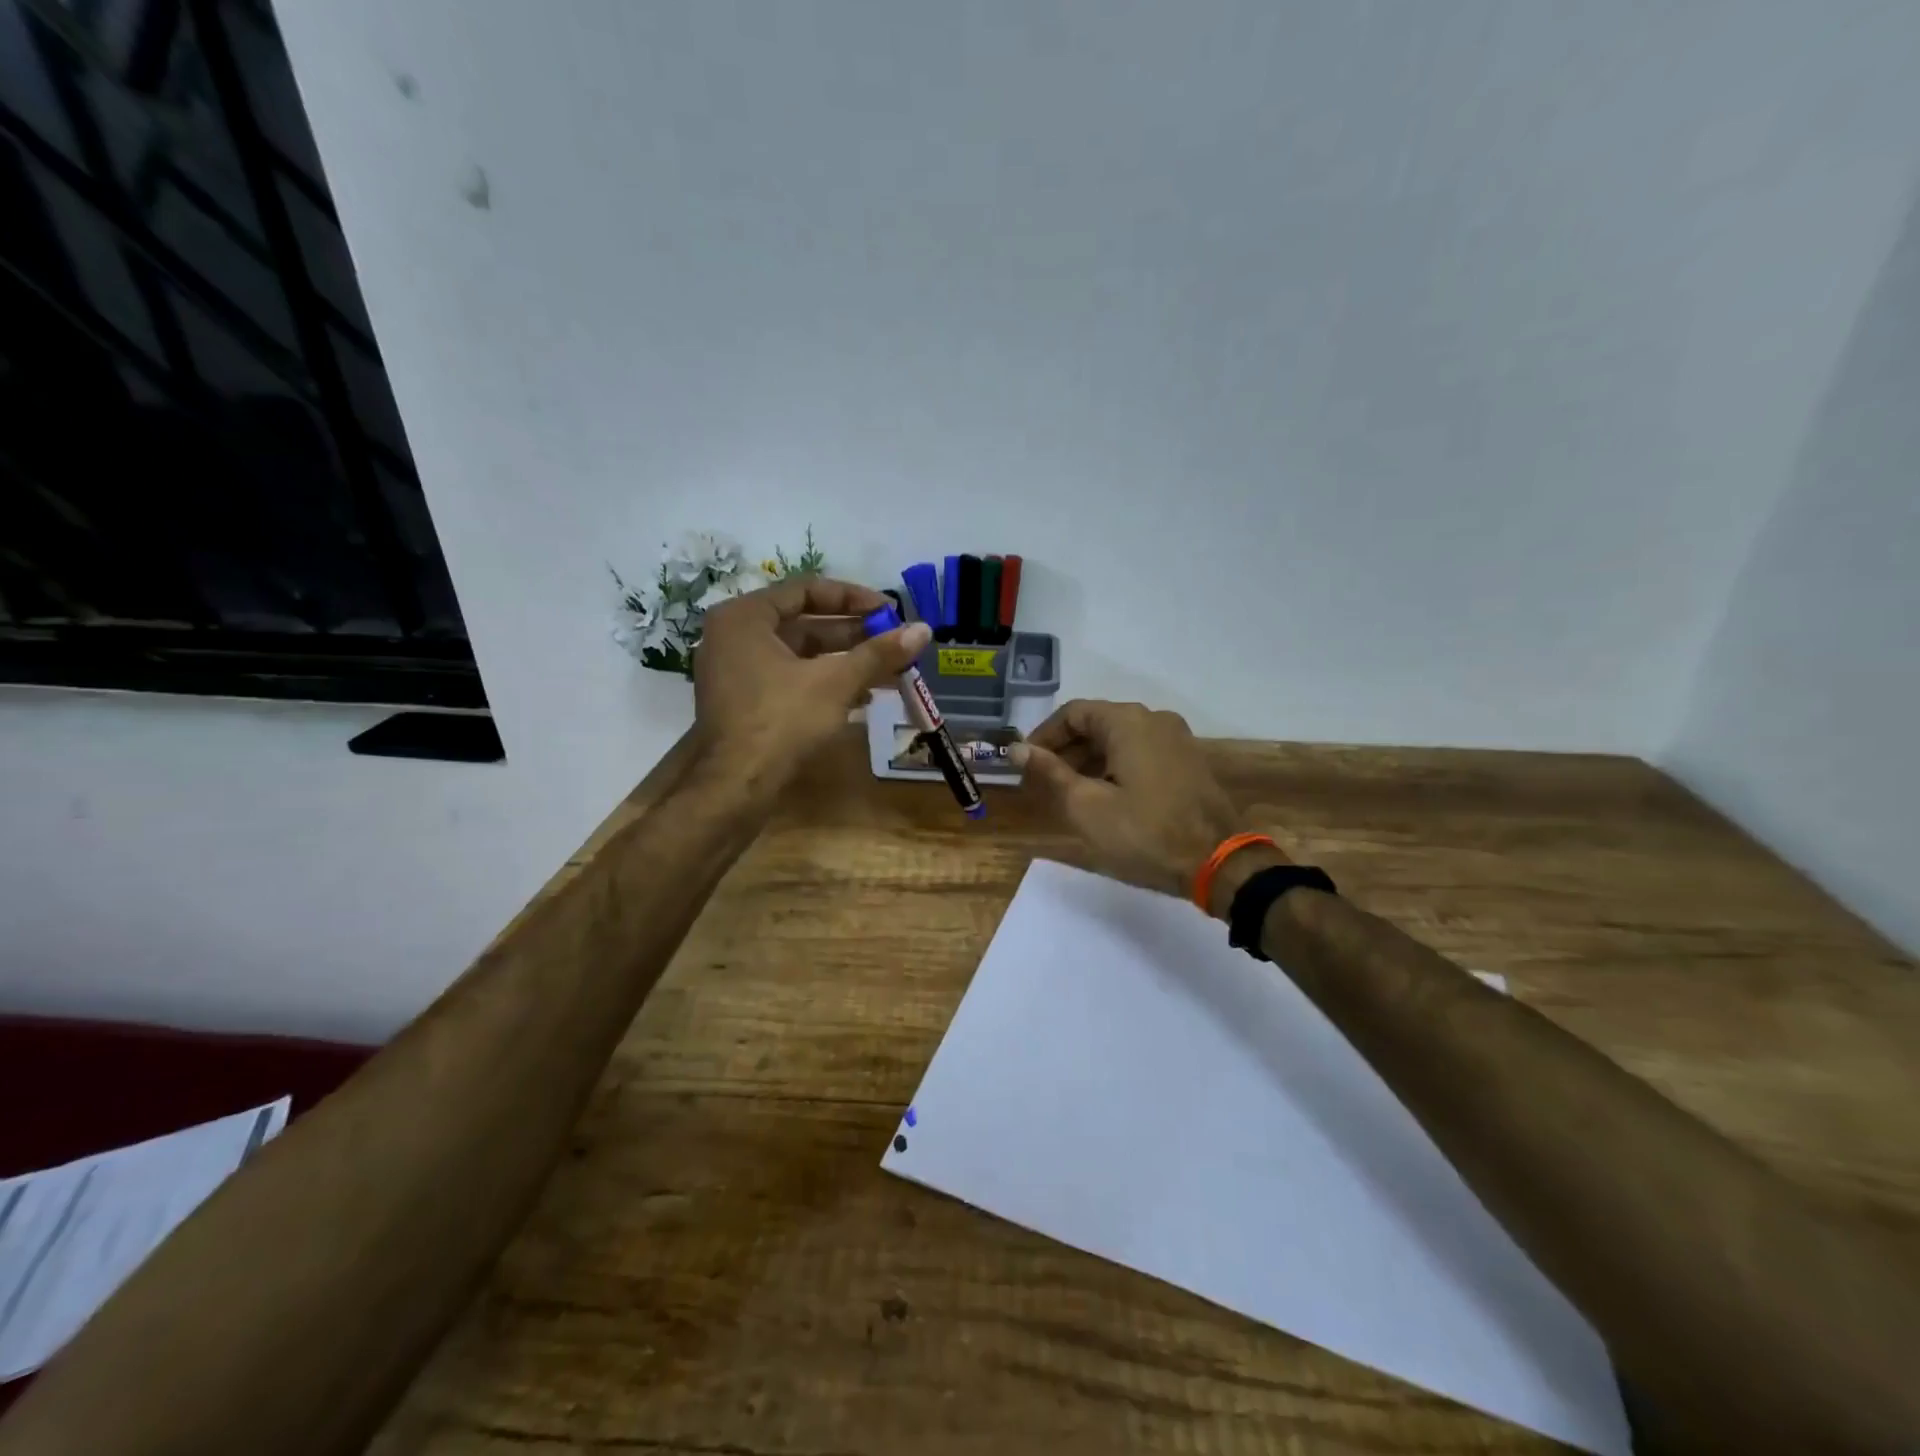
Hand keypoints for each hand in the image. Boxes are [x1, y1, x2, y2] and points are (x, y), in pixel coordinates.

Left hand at [694, 577, 929, 795]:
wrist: (736, 786)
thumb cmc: (782, 721)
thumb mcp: (835, 682)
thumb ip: (878, 653)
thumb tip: (924, 630)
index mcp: (745, 616)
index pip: (807, 589)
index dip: (854, 598)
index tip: (889, 611)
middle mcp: (733, 635)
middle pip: (803, 622)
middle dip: (853, 633)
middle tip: (893, 640)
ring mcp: (735, 670)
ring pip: (799, 654)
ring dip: (844, 659)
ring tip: (888, 669)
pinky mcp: (744, 700)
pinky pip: (789, 677)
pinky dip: (824, 681)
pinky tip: (863, 696)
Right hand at [1014, 700, 1264, 902]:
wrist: (1218, 863)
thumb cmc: (1144, 833)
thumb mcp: (1086, 806)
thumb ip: (1049, 772)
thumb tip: (1017, 749)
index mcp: (1128, 721)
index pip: (1073, 713)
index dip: (1043, 736)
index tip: (1025, 764)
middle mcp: (1155, 719)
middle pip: (1098, 723)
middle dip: (1066, 750)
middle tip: (1043, 782)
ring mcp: (1177, 739)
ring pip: (1120, 739)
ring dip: (1090, 760)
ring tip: (1070, 793)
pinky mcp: (1189, 761)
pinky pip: (1142, 752)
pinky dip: (1116, 766)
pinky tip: (1106, 796)